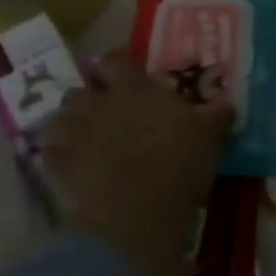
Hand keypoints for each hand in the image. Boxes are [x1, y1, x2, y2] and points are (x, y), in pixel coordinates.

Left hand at [39, 51, 234, 275]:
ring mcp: (73, 135)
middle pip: (83, 88)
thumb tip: (226, 99)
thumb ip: (217, 114)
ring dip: (72, 125)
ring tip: (89, 139)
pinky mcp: (55, 167)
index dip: (122, 66)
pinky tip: (74, 167)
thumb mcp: (211, 137)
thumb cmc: (179, 167)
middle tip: (110, 111)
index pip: (119, 60)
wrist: (137, 215)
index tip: (132, 76)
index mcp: (136, 89)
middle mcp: (99, 104)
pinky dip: (59, 157)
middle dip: (92, 96)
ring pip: (60, 118)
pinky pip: (50, 154)